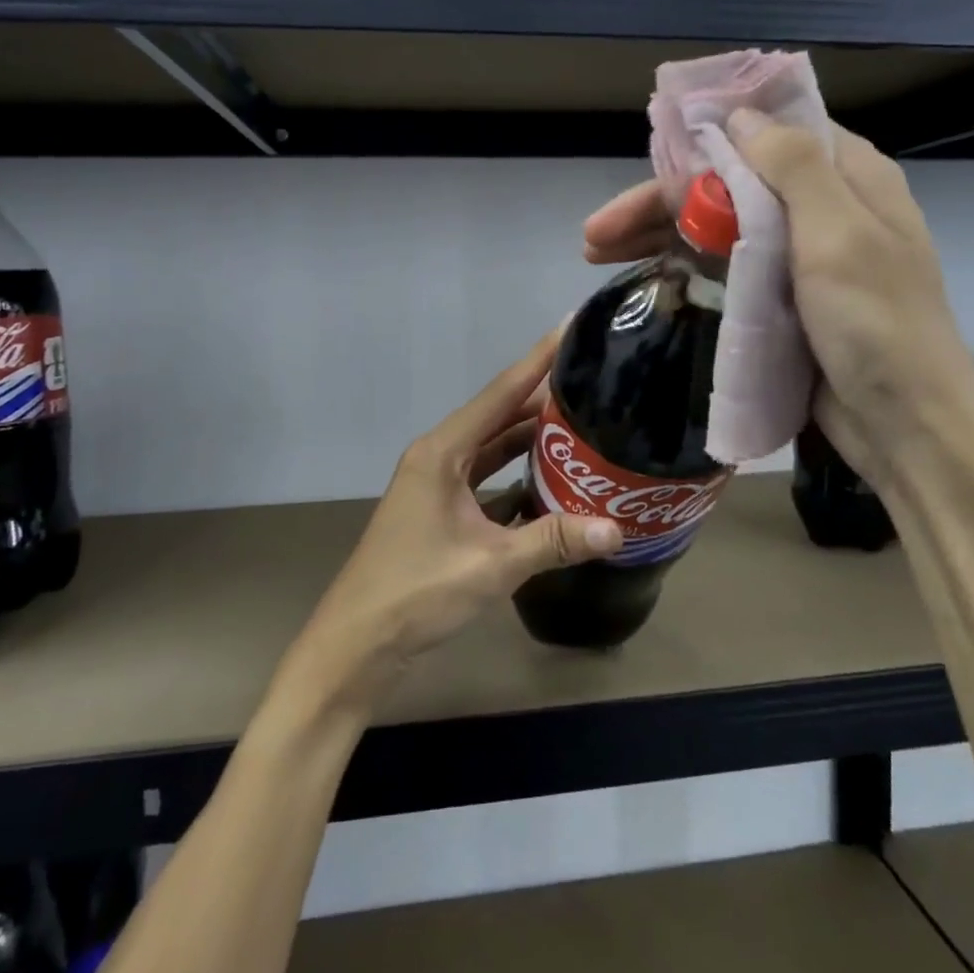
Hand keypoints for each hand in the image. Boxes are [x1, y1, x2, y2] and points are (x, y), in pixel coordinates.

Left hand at [286, 331, 623, 711]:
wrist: (357, 645)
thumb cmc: (415, 592)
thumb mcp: (491, 566)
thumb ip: (553, 542)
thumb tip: (617, 528)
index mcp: (442, 452)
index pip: (500, 393)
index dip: (537, 359)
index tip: (571, 327)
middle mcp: (438, 456)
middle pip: (498, 415)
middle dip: (542, 397)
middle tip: (593, 380)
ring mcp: (436, 483)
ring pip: (492, 447)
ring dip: (530, 436)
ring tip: (581, 421)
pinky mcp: (440, 510)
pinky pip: (486, 475)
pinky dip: (516, 471)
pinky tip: (551, 476)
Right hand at [583, 115, 973, 484]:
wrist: (904, 425)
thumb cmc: (879, 324)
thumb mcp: (840, 235)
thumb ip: (792, 167)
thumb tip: (740, 117)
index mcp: (846, 178)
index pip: (765, 135)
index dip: (705, 139)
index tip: (651, 152)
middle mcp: (820, 208)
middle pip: (726, 186)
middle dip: (660, 202)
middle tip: (596, 232)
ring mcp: (797, 258)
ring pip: (718, 227)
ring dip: (660, 235)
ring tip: (596, 254)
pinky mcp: (780, 300)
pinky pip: (725, 269)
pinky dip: (683, 267)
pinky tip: (645, 275)